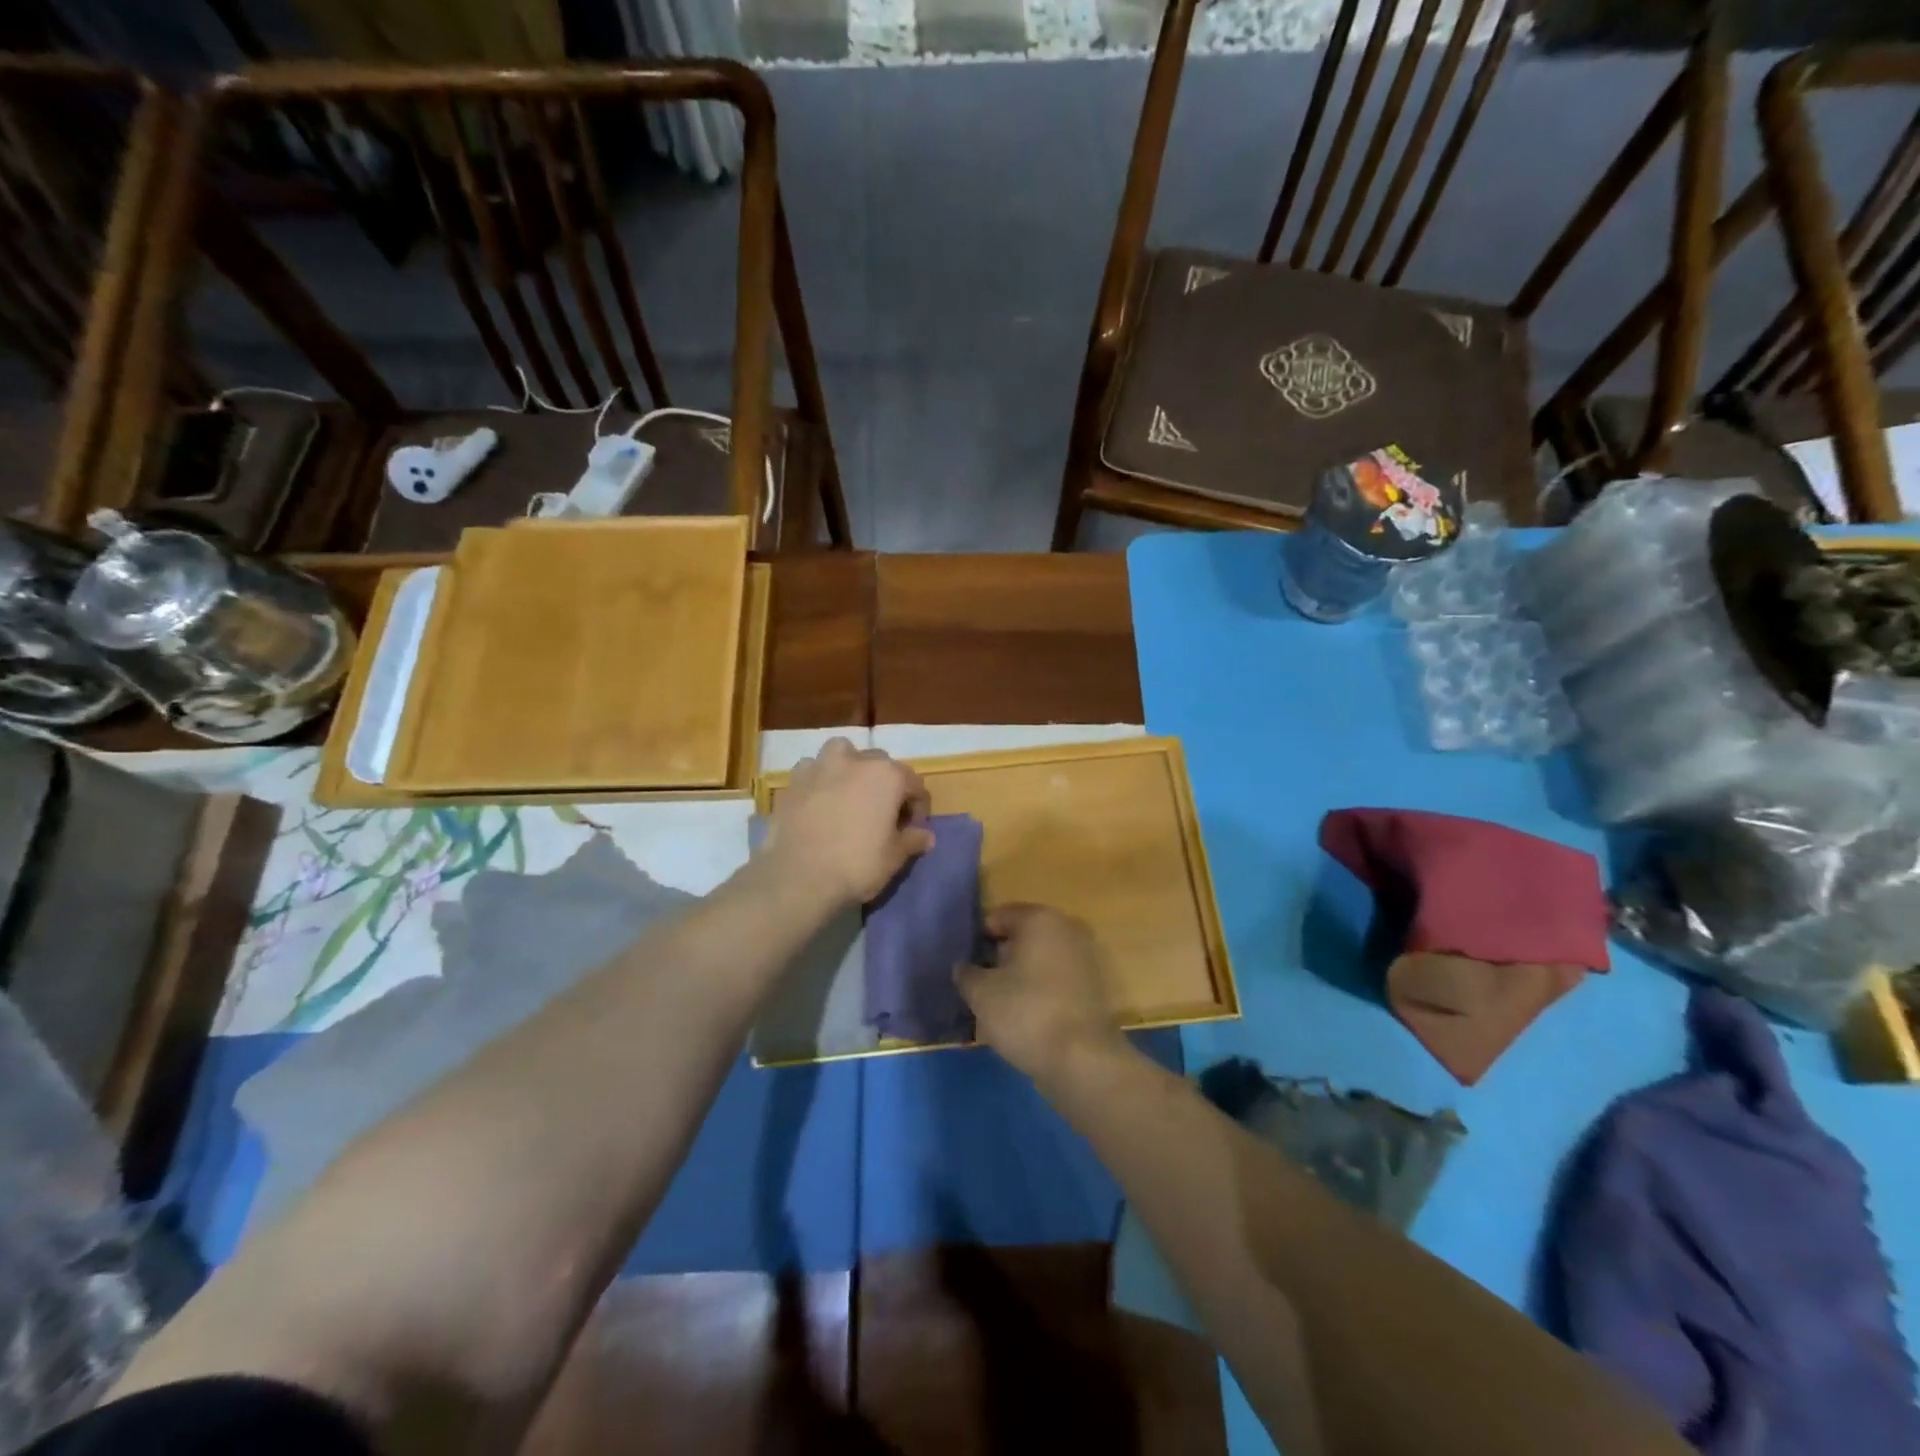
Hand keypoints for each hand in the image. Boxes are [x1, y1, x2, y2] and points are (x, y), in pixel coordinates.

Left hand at [766, 738, 932, 906]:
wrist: (798, 878)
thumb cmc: (856, 865)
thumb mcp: (894, 857)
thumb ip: (912, 840)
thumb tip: (926, 836)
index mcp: (888, 775)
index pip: (914, 784)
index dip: (917, 807)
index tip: (912, 830)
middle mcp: (856, 760)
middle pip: (880, 764)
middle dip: (886, 785)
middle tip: (882, 814)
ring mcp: (821, 766)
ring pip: (843, 753)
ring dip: (850, 768)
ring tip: (849, 794)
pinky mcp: (794, 781)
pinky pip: (813, 769)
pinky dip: (819, 778)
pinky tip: (819, 799)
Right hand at [956, 905, 1124, 1083]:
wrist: (1083, 1060)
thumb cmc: (1026, 1014)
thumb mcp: (981, 994)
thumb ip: (966, 973)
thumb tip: (964, 967)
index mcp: (1039, 918)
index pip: (998, 917)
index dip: (978, 940)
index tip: (968, 967)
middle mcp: (1067, 927)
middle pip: (1022, 936)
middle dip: (1001, 956)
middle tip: (983, 986)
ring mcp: (1086, 956)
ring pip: (1041, 958)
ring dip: (1022, 974)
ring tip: (1003, 1005)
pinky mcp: (1096, 985)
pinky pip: (1058, 978)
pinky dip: (1042, 990)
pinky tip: (1029, 1016)